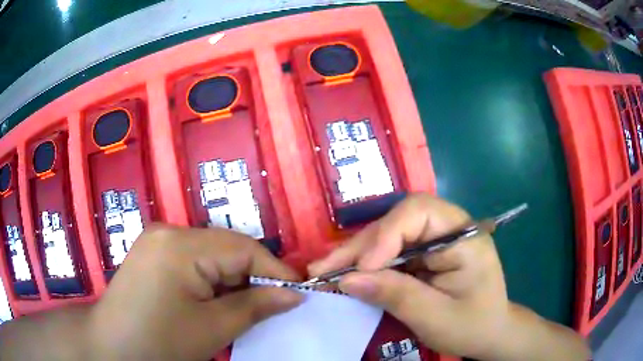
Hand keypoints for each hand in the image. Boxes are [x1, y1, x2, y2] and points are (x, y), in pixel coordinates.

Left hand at [89, 225, 302, 359]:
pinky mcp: (152, 253)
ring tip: (247, 306)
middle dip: (254, 276)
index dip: (275, 271)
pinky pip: (193, 259)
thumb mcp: (213, 329)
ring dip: (233, 279)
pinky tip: (215, 300)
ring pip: (211, 254)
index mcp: (181, 245)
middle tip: (274, 305)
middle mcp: (168, 232)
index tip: (298, 294)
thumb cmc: (160, 343)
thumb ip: (256, 306)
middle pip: (226, 248)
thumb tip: (294, 294)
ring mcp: (157, 240)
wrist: (111, 347)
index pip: (243, 248)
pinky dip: (212, 279)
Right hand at [309, 194, 507, 358]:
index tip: (363, 268)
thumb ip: (396, 295)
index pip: (420, 212)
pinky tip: (345, 274)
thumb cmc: (473, 326)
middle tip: (323, 269)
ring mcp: (434, 241)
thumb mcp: (436, 317)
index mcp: (464, 235)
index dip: (386, 234)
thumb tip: (348, 280)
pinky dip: (366, 266)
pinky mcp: (424, 255)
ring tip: (324, 272)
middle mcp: (448, 229)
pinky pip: (390, 253)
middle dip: (360, 247)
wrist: (490, 333)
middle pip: (397, 222)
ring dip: (356, 255)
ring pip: (388, 236)